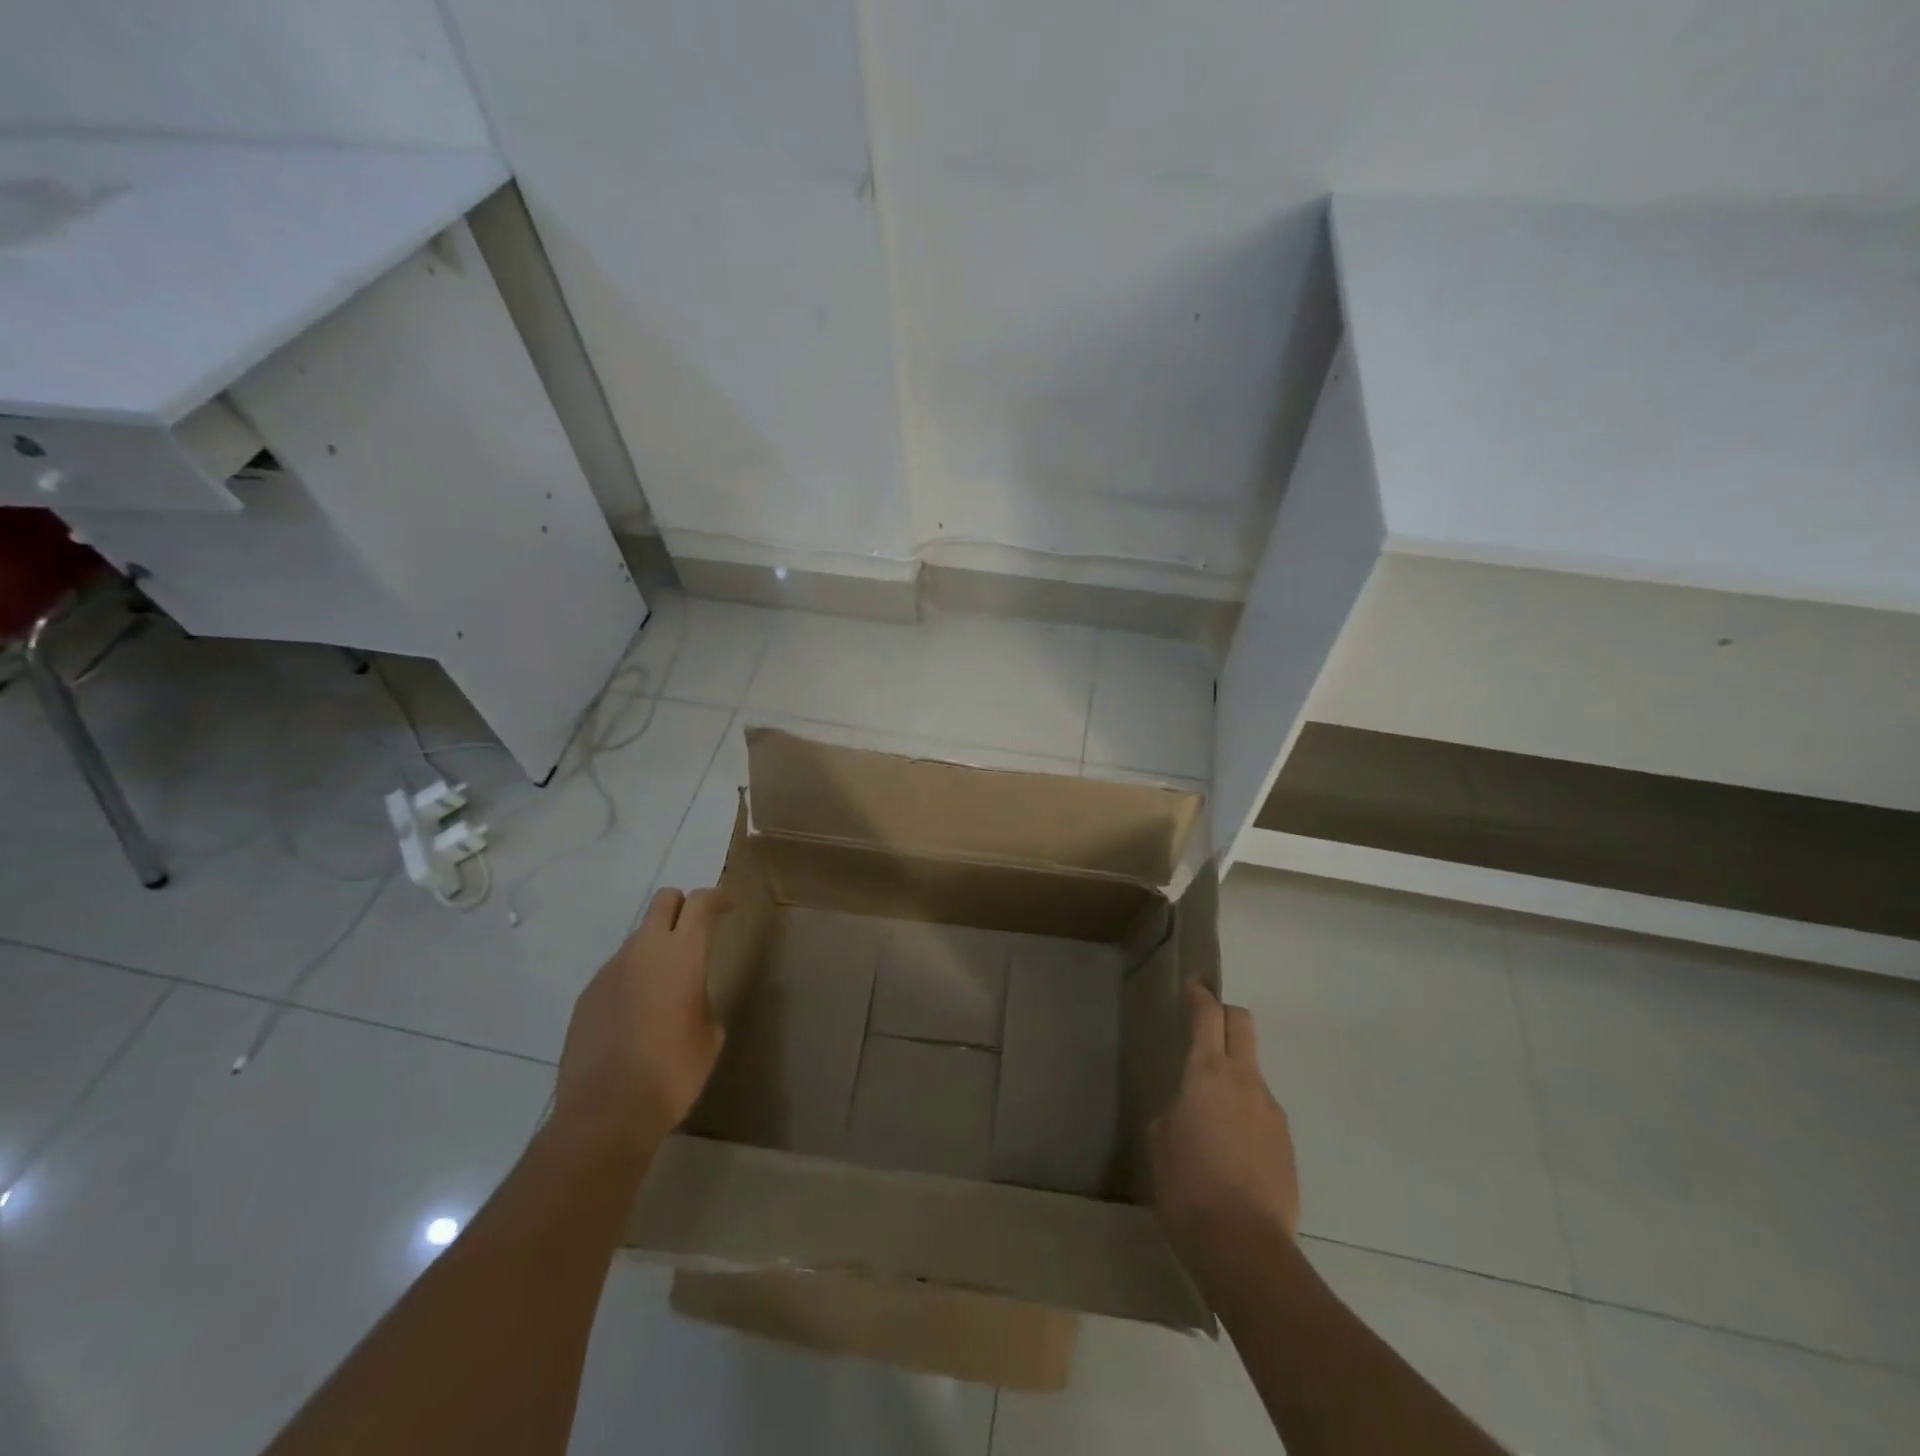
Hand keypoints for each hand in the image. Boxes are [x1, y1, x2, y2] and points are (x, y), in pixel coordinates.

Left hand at [553, 887, 728, 1150]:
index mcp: (682, 954)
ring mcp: (610, 971)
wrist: (606, 1112)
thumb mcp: (710, 1034)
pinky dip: (632, 979)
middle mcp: (644, 951)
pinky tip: (635, 1017)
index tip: (726, 908)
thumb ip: (701, 999)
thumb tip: (688, 996)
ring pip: (638, 938)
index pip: (701, 902)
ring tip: (664, 988)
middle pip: (663, 901)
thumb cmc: (673, 1071)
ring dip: (656, 948)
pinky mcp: (587, 995)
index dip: (717, 898)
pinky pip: (616, 971)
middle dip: (682, 907)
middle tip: (695, 933)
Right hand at [1149, 983, 1299, 1255]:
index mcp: (1206, 1072)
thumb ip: (1173, 1111)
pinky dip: (1247, 1115)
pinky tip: (1232, 1151)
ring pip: (1253, 1072)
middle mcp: (1244, 1080)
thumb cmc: (1187, 1186)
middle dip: (1226, 1015)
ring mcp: (1272, 1111)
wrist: (1245, 1248)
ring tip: (1212, 1115)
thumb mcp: (1159, 1141)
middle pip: (1243, 1024)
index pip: (1207, 1014)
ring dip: (1234, 1074)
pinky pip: (1263, 1112)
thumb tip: (1186, 1111)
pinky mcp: (1287, 1144)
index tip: (1192, 985)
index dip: (1199, 995)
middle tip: (1206, 1026)